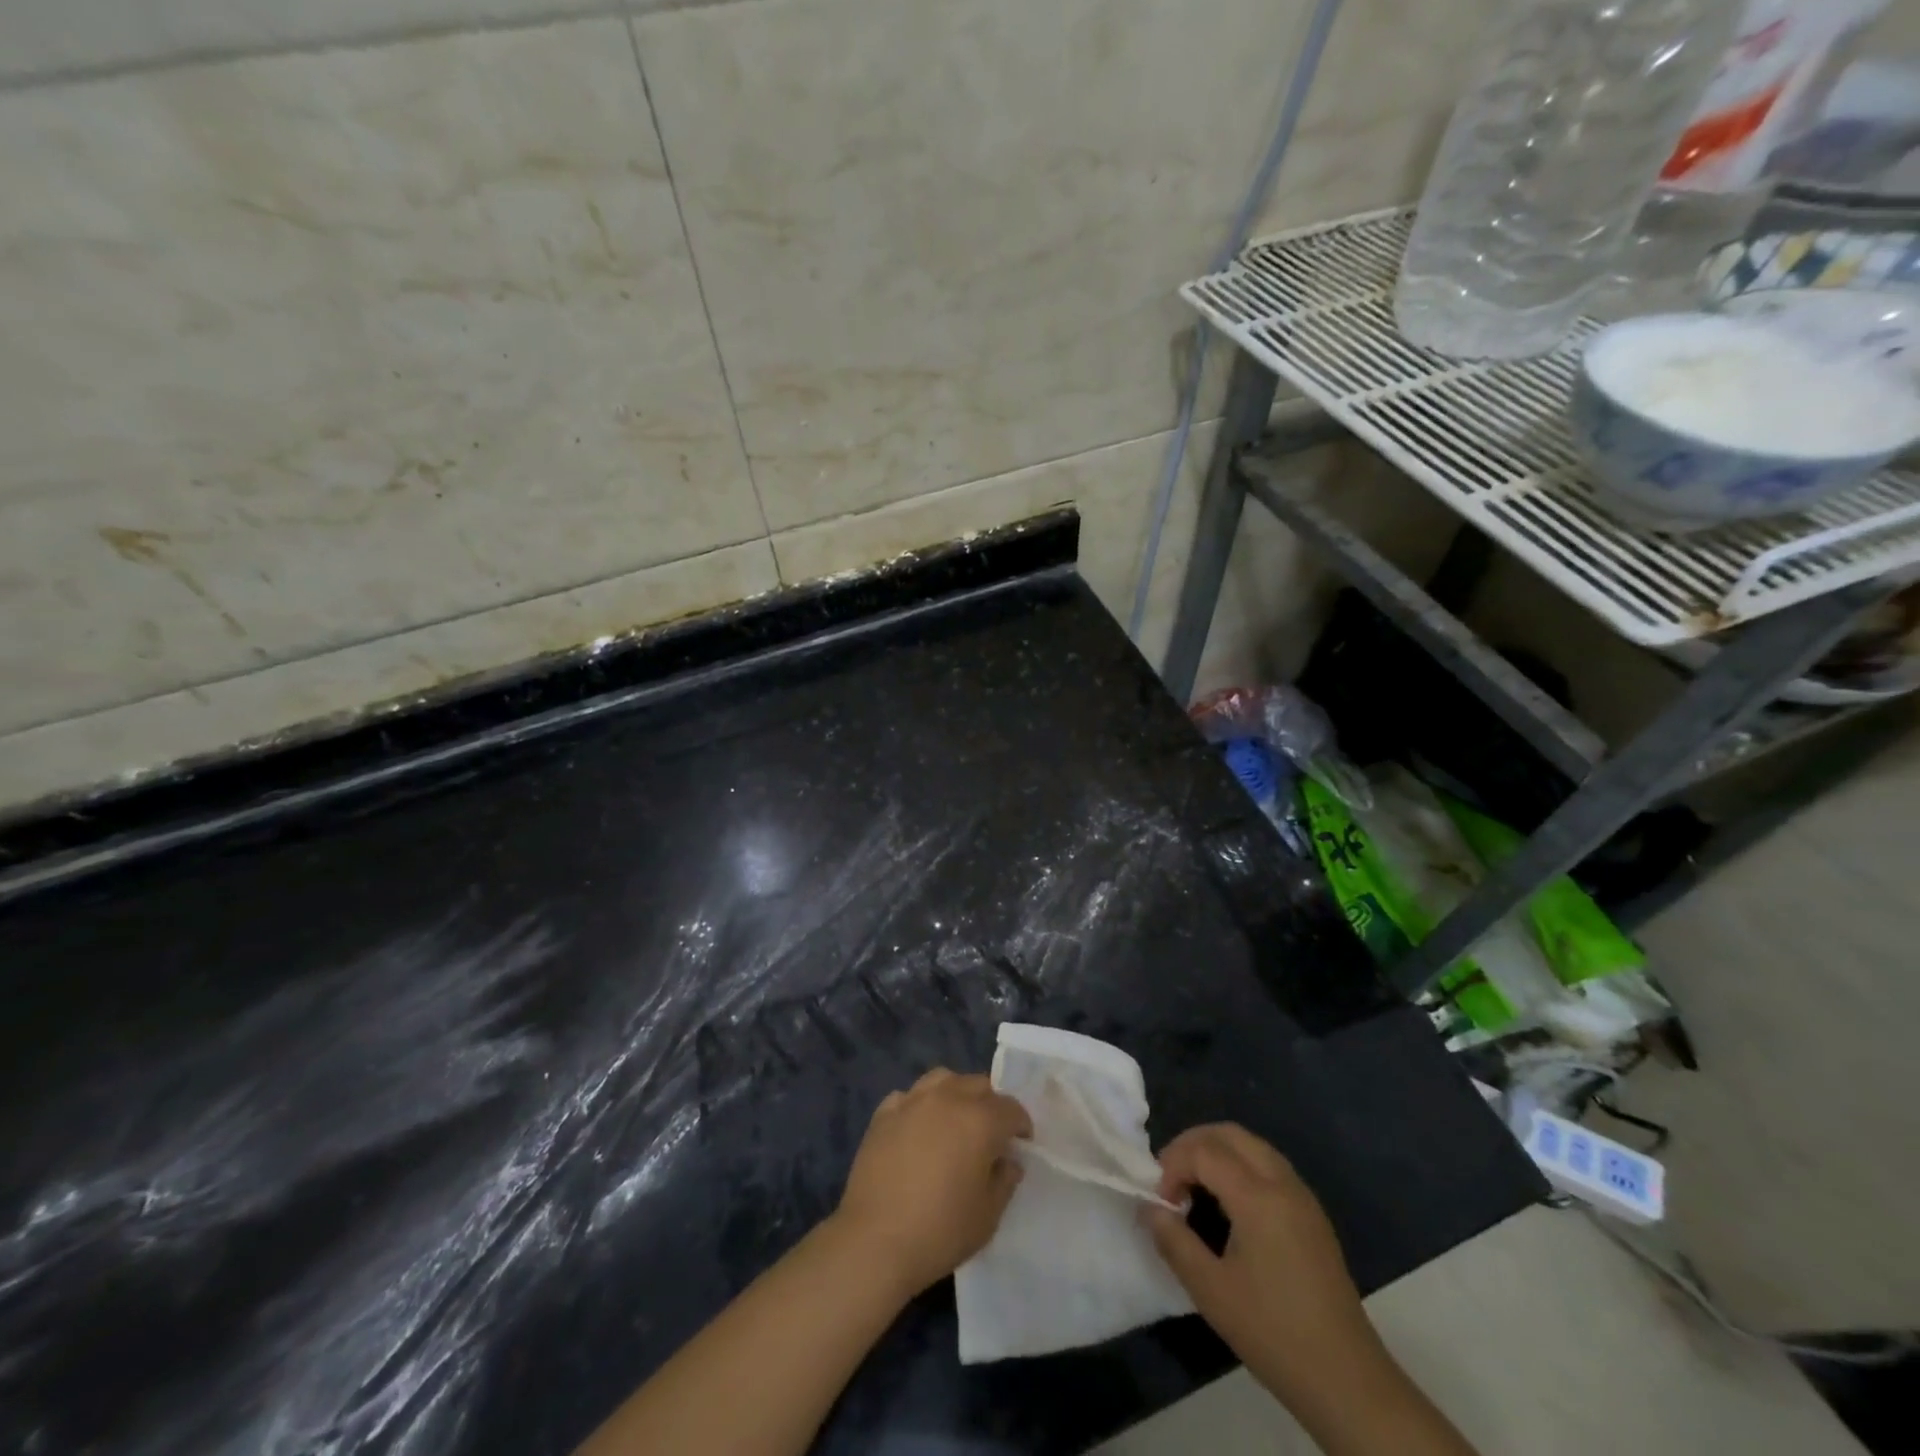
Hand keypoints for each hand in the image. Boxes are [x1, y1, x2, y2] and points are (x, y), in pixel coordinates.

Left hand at [832, 1069, 1032, 1297]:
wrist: (875, 1240)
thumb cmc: (941, 1231)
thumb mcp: (988, 1216)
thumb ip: (1005, 1181)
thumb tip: (1008, 1161)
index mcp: (980, 1120)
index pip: (1011, 1108)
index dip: (1021, 1125)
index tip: (1021, 1144)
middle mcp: (948, 1098)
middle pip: (978, 1085)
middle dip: (991, 1105)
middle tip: (990, 1135)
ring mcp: (912, 1101)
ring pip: (943, 1079)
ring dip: (956, 1094)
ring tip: (955, 1120)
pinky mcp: (883, 1113)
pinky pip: (909, 1096)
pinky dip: (920, 1105)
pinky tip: (918, 1128)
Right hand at [1144, 1124, 1379, 1407]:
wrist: (1347, 1381)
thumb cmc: (1273, 1332)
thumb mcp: (1210, 1290)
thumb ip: (1173, 1241)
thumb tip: (1149, 1208)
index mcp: (1258, 1196)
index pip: (1203, 1151)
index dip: (1173, 1166)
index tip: (1161, 1202)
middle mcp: (1283, 1183)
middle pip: (1229, 1134)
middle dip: (1192, 1145)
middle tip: (1170, 1177)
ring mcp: (1302, 1197)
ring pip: (1252, 1145)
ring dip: (1217, 1151)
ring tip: (1194, 1186)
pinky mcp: (1312, 1215)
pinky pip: (1269, 1165)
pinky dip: (1239, 1165)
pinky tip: (1228, 1203)